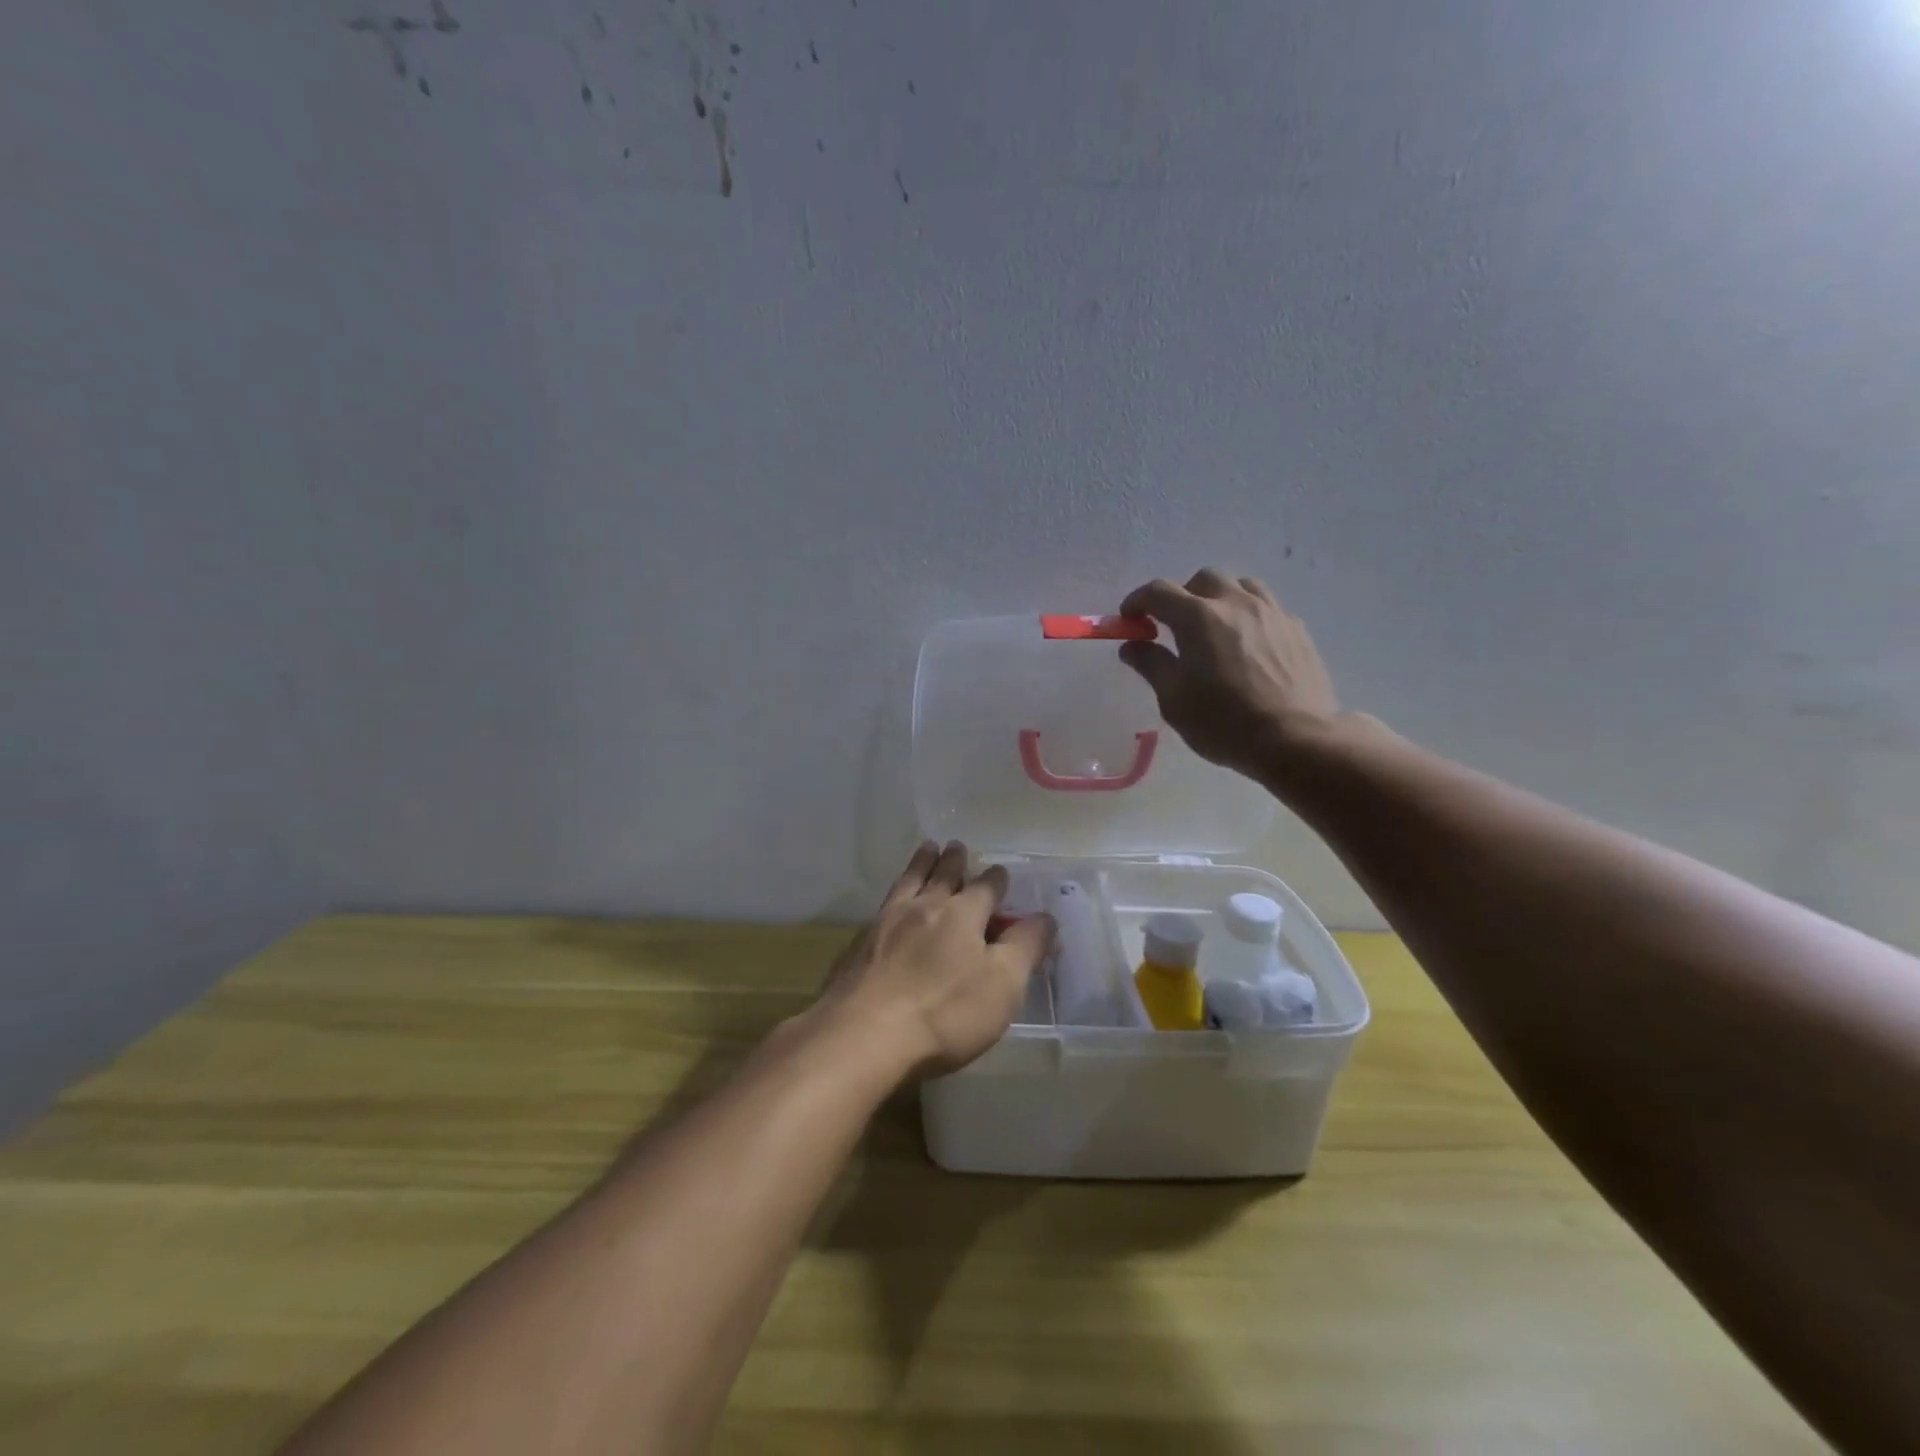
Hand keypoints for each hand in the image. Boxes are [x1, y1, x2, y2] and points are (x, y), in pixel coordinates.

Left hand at [813, 842, 1054, 1080]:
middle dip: (953, 860)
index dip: (996, 880)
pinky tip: (891, 904)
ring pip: (909, 882)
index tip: (1001, 872)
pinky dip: (895, 894)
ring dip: (921, 864)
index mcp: (963, 914)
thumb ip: (1025, 947)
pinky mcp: (859, 945)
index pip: (986, 887)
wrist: (865, 1035)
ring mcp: (886, 923)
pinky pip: (883, 906)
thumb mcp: (1003, 984)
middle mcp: (924, 907)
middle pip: (942, 875)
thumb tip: (1045, 916)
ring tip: (926, 849)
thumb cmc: (946, 1012)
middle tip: (956, 846)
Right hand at [1119, 569, 1340, 775]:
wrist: (1296, 739)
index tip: (1129, 620)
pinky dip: (1248, 615)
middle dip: (1182, 596)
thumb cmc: (1224, 722)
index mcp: (1198, 617)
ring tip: (1215, 627)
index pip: (1158, 592)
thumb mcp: (1174, 699)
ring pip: (1240, 585)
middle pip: (1203, 579)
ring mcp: (1272, 612)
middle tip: (1173, 626)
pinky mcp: (1297, 629)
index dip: (1137, 601)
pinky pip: (1267, 607)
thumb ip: (1151, 665)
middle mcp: (1235, 603)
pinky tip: (1248, 644)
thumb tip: (1132, 645)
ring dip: (1219, 598)